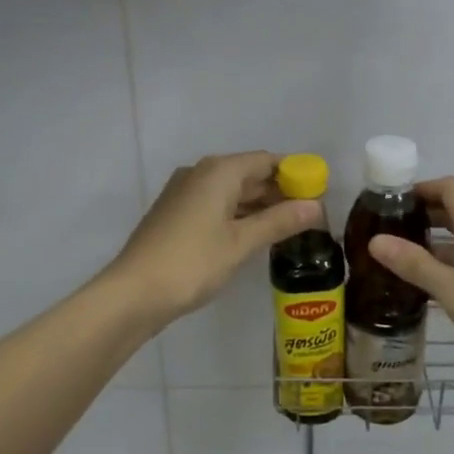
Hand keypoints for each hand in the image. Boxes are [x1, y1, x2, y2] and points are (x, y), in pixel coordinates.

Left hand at [108, 152, 319, 325]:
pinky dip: (237, 215)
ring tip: (289, 227)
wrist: (133, 292)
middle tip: (310, 215)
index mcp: (218, 171)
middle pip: (249, 174)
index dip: (295, 173)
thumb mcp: (241, 243)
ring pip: (231, 191)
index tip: (319, 192)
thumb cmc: (192, 263)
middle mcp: (200, 173)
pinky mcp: (175, 214)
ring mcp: (184, 193)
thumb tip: (316, 206)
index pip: (267, 161)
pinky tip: (254, 235)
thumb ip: (280, 221)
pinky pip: (215, 205)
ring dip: (259, 206)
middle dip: (279, 192)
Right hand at [367, 177, 453, 376]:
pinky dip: (452, 259)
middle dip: (424, 215)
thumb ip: (414, 263)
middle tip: (390, 230)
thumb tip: (375, 240)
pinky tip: (433, 282)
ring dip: (436, 240)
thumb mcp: (451, 290)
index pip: (450, 188)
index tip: (393, 201)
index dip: (422, 188)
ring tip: (403, 257)